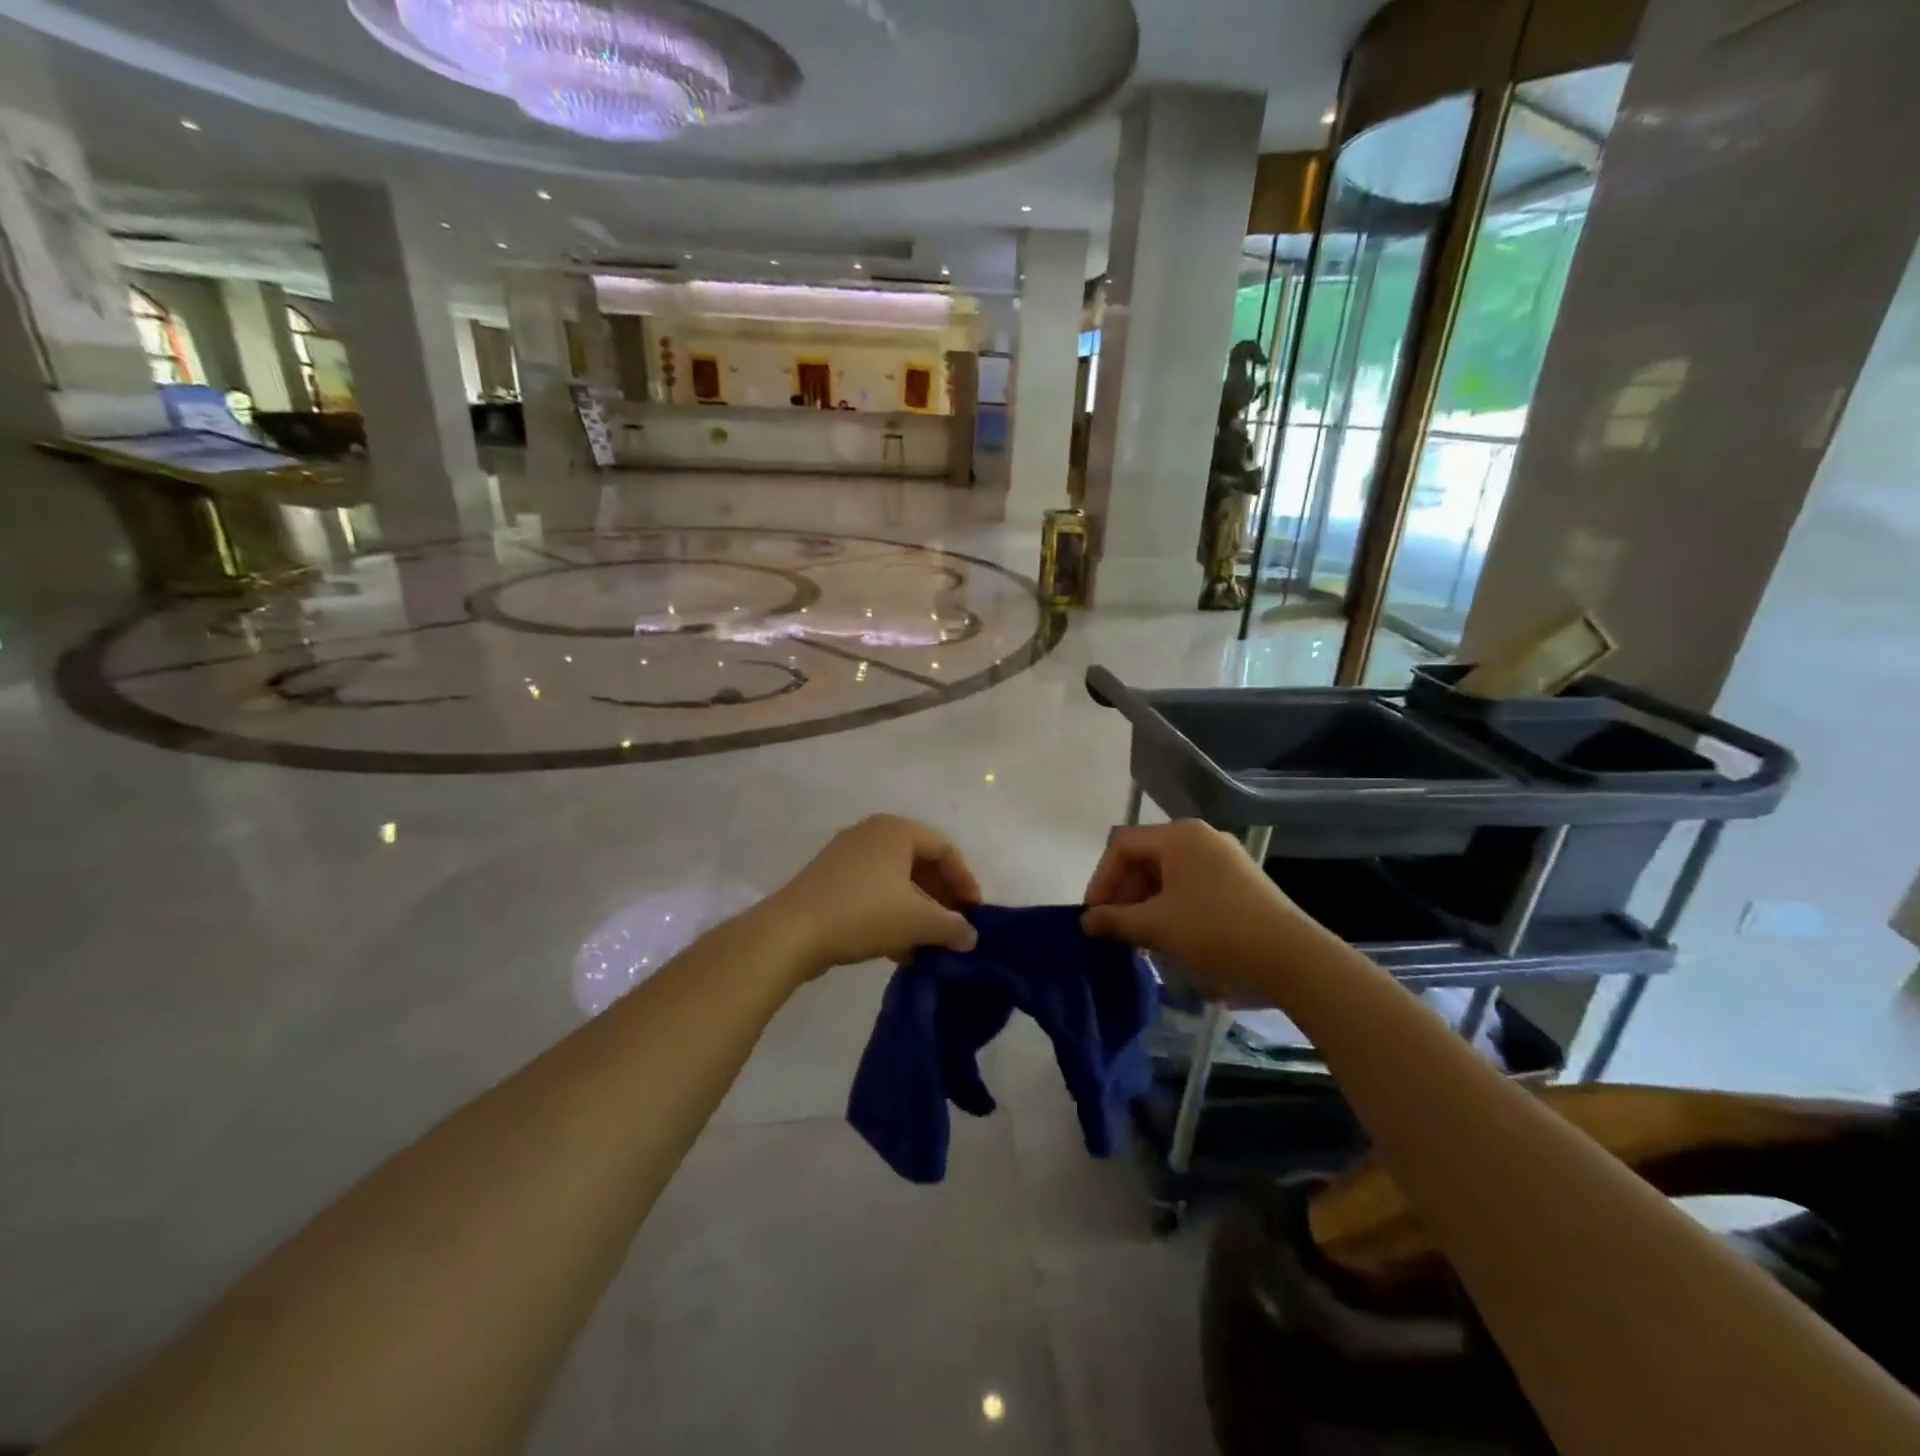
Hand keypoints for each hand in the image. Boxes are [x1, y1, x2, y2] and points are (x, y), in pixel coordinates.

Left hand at [764, 815, 981, 975]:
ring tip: (928, 942)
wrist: (792, 932)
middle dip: (940, 897)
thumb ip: (951, 927)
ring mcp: (845, 855)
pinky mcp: (828, 879)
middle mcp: (871, 833)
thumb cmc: (864, 914)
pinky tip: (898, 948)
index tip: (975, 912)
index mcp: (896, 830)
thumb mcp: (918, 922)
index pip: (944, 849)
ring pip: (895, 880)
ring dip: (916, 910)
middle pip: (919, 862)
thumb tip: (969, 936)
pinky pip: (872, 891)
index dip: (964, 880)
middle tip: (954, 926)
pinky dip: (890, 914)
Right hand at [1081, 820, 1318, 996]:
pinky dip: (1171, 904)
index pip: (1122, 846)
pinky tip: (1170, 934)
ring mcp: (1224, 857)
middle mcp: (1200, 836)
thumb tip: (1087, 920)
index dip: (1101, 880)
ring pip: (1168, 873)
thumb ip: (1114, 920)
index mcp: (1178, 835)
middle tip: (1114, 929)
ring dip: (1146, 902)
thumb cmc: (1214, 931)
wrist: (1290, 957)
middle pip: (1145, 857)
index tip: (1093, 917)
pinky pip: (1191, 884)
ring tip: (1139, 937)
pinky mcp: (1240, 880)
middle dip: (1123, 893)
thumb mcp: (1155, 926)